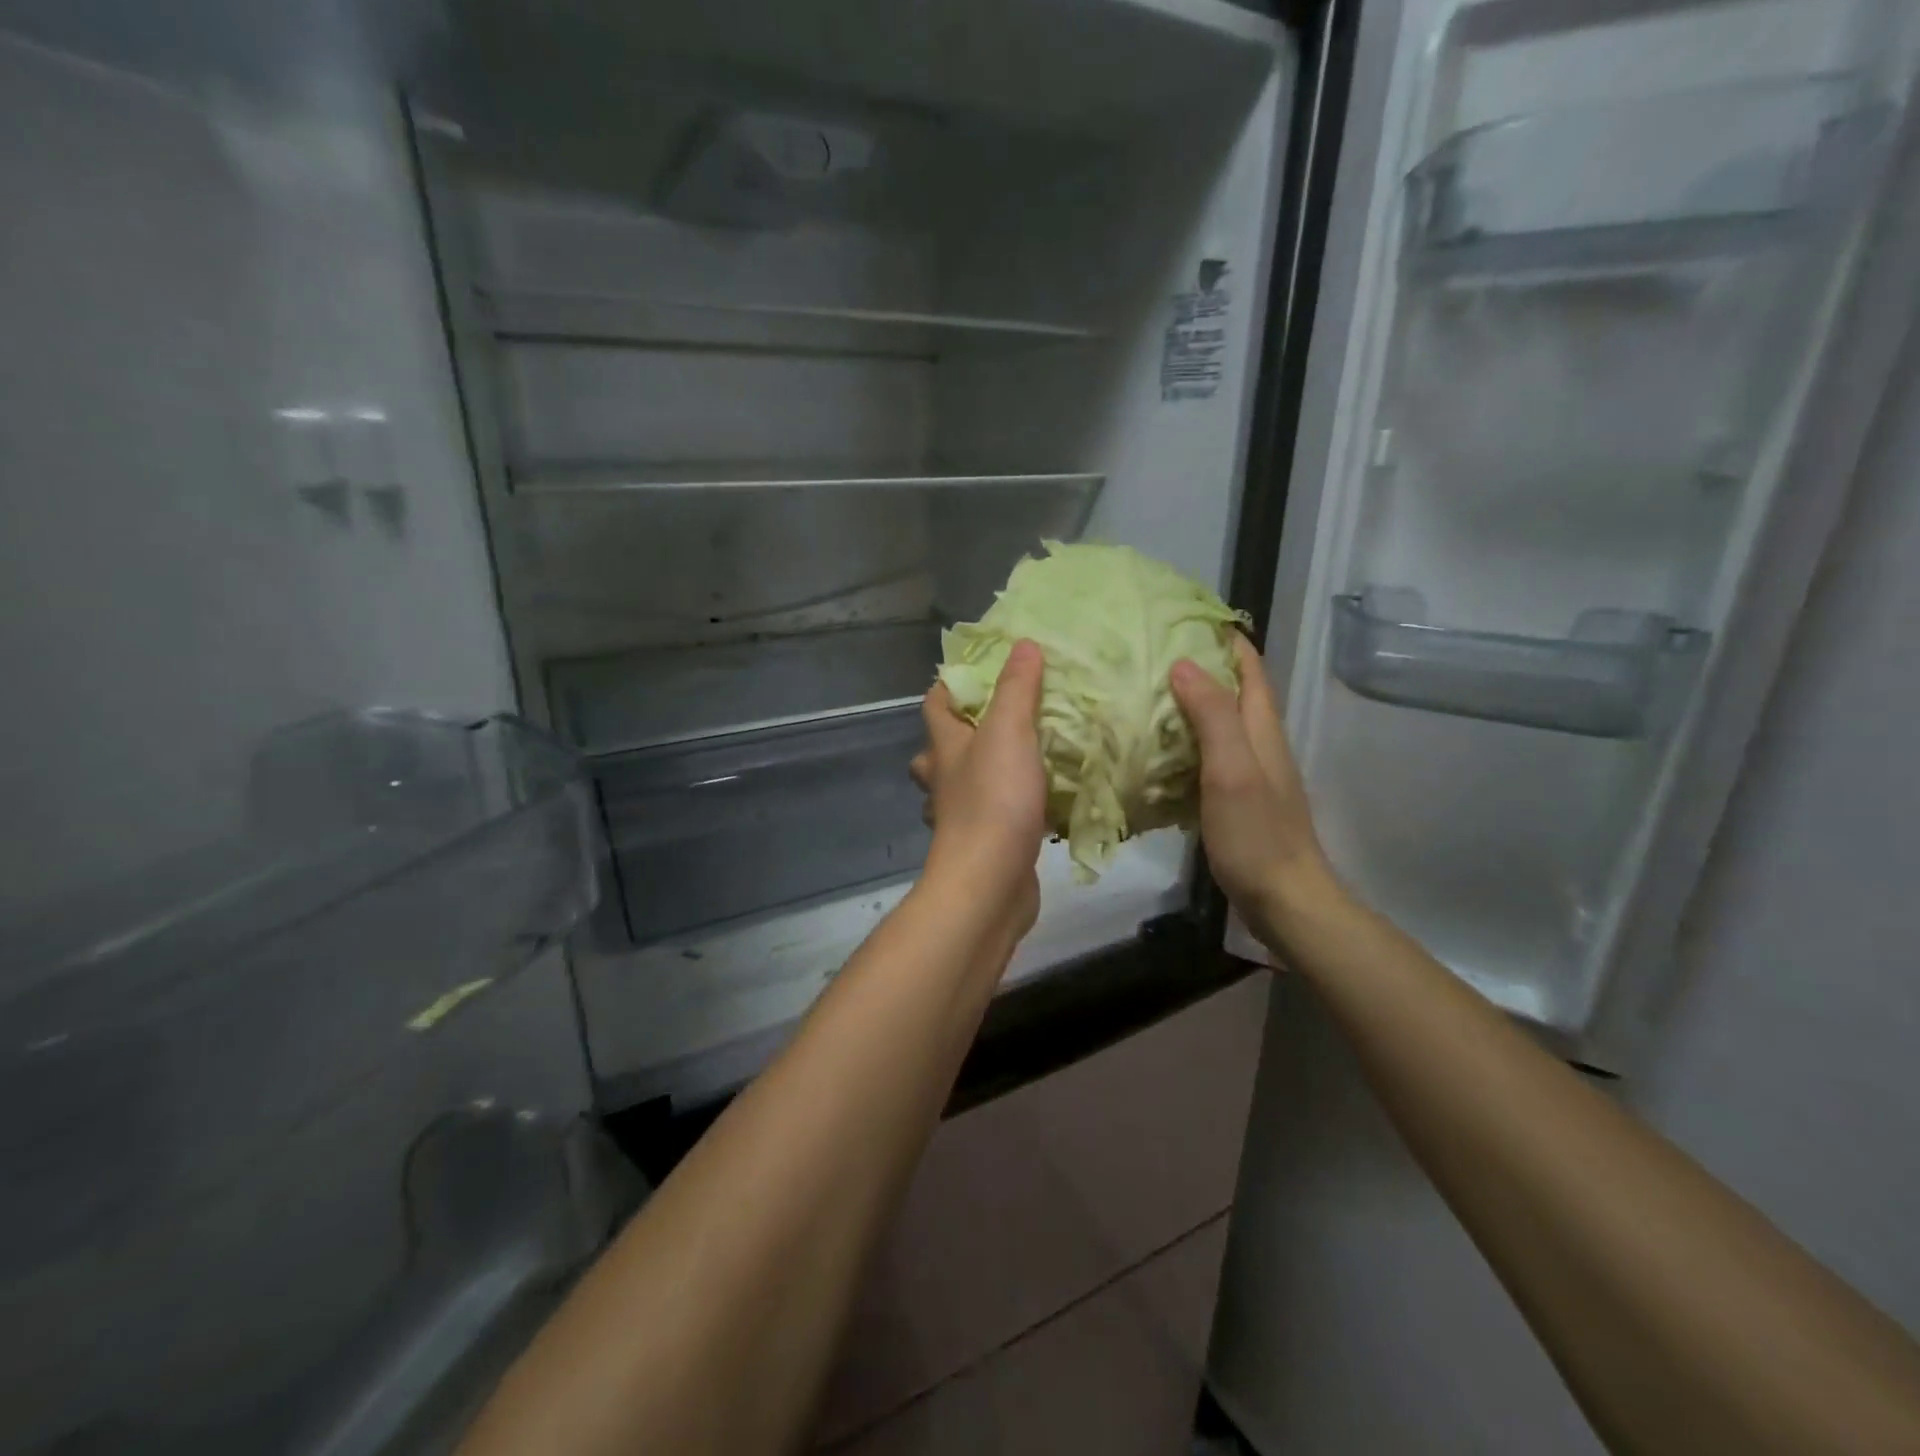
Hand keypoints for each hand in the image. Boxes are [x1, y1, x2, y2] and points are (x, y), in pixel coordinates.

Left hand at [909, 640, 1048, 940]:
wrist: (989, 883)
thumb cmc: (994, 800)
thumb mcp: (1009, 732)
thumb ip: (1017, 689)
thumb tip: (1022, 644)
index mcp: (944, 748)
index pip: (934, 706)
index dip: (949, 686)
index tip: (977, 672)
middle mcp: (943, 782)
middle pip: (938, 751)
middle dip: (959, 735)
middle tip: (997, 722)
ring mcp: (959, 818)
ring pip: (961, 787)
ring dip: (980, 774)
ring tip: (1019, 760)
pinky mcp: (982, 846)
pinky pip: (990, 818)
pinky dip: (1005, 808)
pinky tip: (1036, 805)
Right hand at [1169, 634, 1340, 949]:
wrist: (1285, 899)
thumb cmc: (1257, 834)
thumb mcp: (1231, 770)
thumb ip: (1212, 717)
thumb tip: (1184, 664)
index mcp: (1262, 730)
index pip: (1250, 669)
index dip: (1227, 640)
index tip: (1188, 619)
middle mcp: (1260, 745)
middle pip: (1236, 692)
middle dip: (1203, 666)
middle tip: (1153, 654)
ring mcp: (1250, 774)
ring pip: (1220, 725)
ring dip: (1191, 705)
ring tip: (1146, 694)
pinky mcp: (1237, 800)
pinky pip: (1208, 757)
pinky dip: (1185, 743)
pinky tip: (1156, 751)